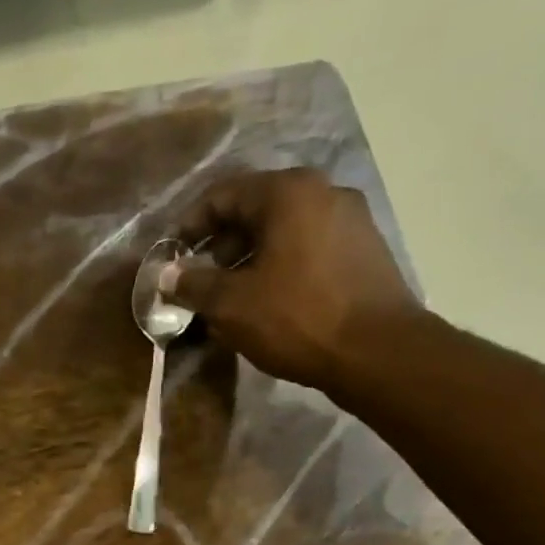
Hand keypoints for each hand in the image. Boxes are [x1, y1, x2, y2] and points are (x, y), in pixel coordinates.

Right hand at [172, 168, 426, 392]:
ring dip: (249, 259)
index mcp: (288, 192)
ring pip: (283, 231)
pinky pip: (307, 247)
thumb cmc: (296, 318)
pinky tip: (267, 302)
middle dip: (219, 246)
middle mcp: (323, 192)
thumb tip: (167, 275)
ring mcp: (351, 219)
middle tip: (199, 282)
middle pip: (255, 210)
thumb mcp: (230, 304)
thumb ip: (193, 284)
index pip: (222, 195)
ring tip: (230, 298)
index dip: (189, 226)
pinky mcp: (365, 249)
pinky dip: (279, 266)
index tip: (172, 258)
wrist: (378, 352)